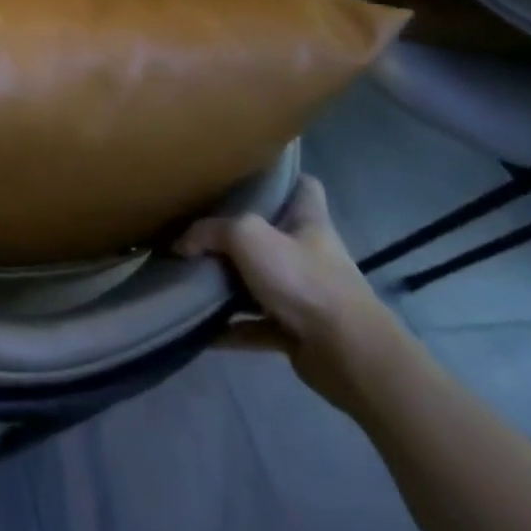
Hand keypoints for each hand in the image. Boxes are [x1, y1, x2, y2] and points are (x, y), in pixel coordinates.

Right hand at [177, 175, 407, 412]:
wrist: (348, 355)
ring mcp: (306, 295)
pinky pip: (255, 325)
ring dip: (229, 283)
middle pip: (273, 235)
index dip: (281, 177)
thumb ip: (209, 231)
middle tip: (198, 227)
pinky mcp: (299, 331)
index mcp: (309, 222)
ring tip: (190, 277)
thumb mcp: (246, 236)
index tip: (246, 175)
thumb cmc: (303, 280)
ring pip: (260, 281)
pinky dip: (231, 328)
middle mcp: (310, 255)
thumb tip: (181, 244)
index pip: (304, 187)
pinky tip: (201, 329)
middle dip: (237, 234)